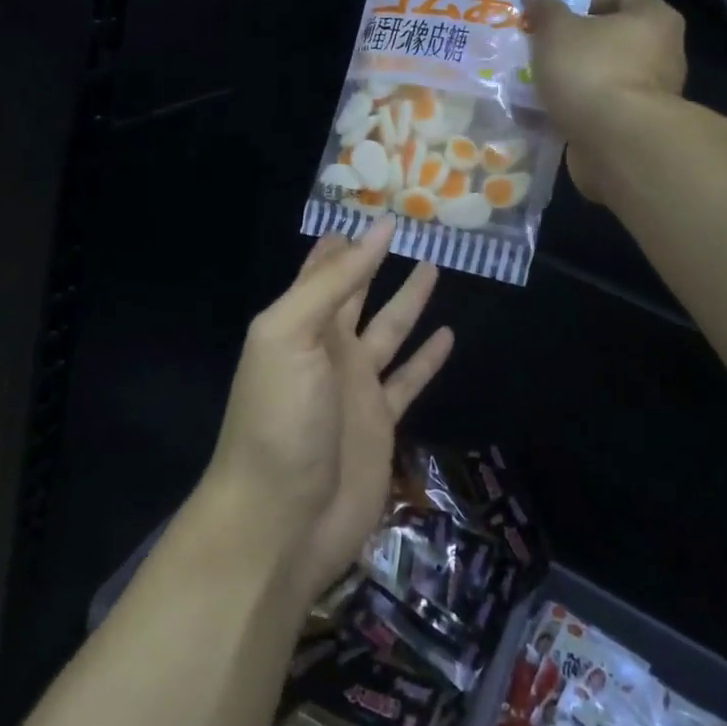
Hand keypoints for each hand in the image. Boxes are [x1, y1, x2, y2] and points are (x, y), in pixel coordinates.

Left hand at [204, 219, 454, 605]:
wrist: (279, 521)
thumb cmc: (279, 420)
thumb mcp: (289, 336)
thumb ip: (332, 284)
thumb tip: (375, 229)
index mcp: (299, 322)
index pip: (325, 267)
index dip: (346, 238)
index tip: (374, 204)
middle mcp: (328, 347)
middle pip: (358, 292)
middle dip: (377, 260)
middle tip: (412, 224)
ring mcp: (356, 386)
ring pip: (390, 330)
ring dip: (409, 299)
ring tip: (435, 265)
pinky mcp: (381, 422)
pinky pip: (409, 380)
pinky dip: (427, 359)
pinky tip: (448, 335)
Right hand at [522, 0, 687, 199]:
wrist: (616, 144)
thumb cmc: (591, 71)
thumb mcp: (557, 31)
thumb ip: (545, 8)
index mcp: (653, 17)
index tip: (547, 9)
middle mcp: (661, 52)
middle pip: (608, 37)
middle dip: (571, 41)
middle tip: (536, 43)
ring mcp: (650, 94)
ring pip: (600, 75)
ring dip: (570, 77)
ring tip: (533, 78)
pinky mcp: (633, 127)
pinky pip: (597, 108)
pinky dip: (573, 107)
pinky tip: (542, 111)